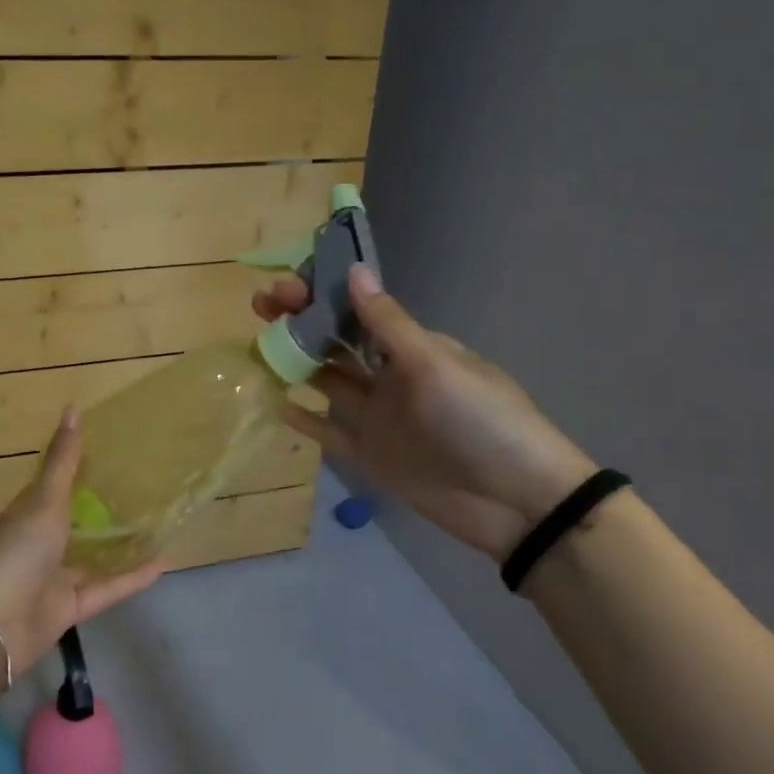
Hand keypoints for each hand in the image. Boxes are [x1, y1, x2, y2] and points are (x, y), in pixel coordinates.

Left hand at [0, 408, 165, 678]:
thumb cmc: (17, 550)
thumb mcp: (44, 500)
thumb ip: (64, 461)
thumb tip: (73, 406)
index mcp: (30, 512)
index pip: (56, 484)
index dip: (81, 467)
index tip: (115, 450)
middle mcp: (42, 541)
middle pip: (78, 520)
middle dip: (106, 506)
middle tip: (147, 486)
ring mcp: (56, 576)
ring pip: (95, 556)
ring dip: (123, 543)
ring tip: (160, 524)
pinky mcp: (72, 607)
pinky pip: (108, 587)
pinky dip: (133, 577)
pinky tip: (164, 562)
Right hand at [256, 266, 596, 560]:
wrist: (516, 503)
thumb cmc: (481, 421)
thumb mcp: (434, 365)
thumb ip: (388, 324)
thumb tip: (353, 270)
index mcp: (411, 347)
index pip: (358, 310)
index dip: (322, 294)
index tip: (287, 284)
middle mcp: (389, 375)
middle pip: (335, 341)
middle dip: (300, 320)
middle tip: (262, 305)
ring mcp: (377, 415)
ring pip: (325, 380)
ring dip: (294, 361)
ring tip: (256, 344)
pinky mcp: (368, 454)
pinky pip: (327, 430)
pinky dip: (302, 417)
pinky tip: (273, 403)